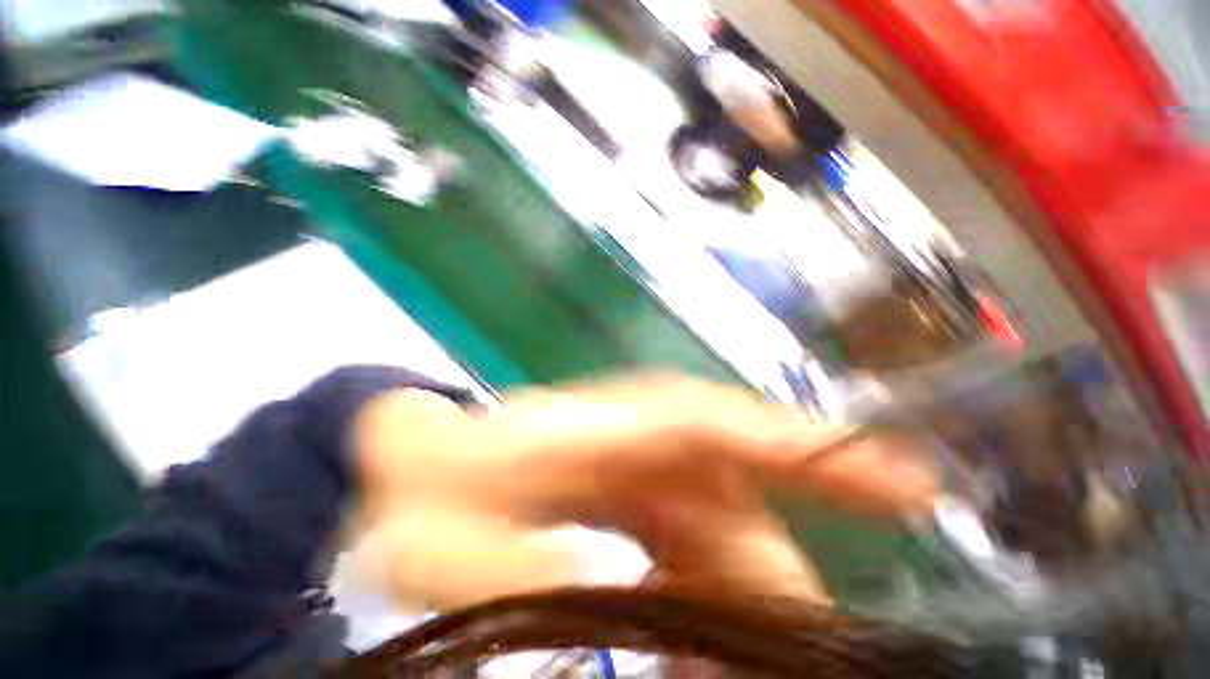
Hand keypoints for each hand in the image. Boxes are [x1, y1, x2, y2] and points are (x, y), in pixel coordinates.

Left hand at [348, 373, 934, 608]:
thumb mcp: (453, 542)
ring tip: (731, 665)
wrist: (422, 465)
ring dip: (745, 600)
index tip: (903, 481)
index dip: (811, 450)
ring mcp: (645, 462)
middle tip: (817, 653)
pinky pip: (698, 544)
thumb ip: (526, 570)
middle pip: (741, 495)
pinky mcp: (638, 492)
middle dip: (783, 572)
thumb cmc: (433, 488)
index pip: (724, 426)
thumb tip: (630, 605)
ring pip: (728, 528)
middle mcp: (645, 435)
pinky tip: (695, 646)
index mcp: (614, 425)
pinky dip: (711, 597)